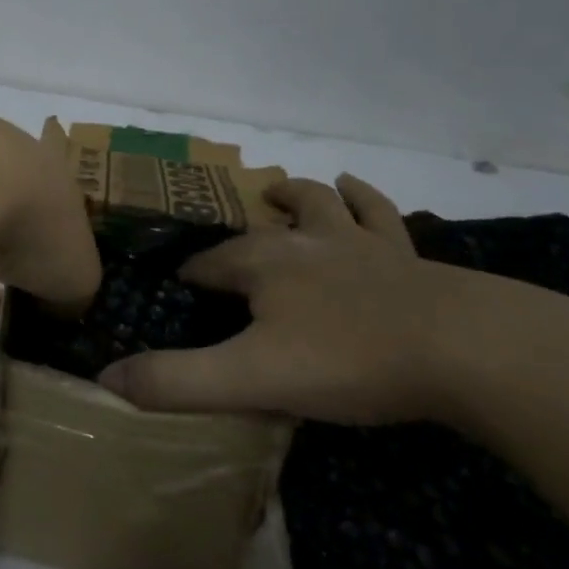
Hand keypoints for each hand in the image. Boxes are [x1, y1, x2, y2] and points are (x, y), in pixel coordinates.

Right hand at [100, 174, 537, 424]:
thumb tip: (106, 381)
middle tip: (225, 254)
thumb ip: (177, 382)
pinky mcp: (405, 254)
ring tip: (276, 192)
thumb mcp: (251, 379)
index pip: (210, 264)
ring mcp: (358, 241)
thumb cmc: (349, 360)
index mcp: (263, 266)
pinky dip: (362, 197)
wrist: (463, 347)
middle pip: (259, 231)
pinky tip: (353, 187)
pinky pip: (378, 212)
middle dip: (237, 240)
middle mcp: (304, 241)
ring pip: (317, 204)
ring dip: (294, 195)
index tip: (182, 290)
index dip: (192, 276)